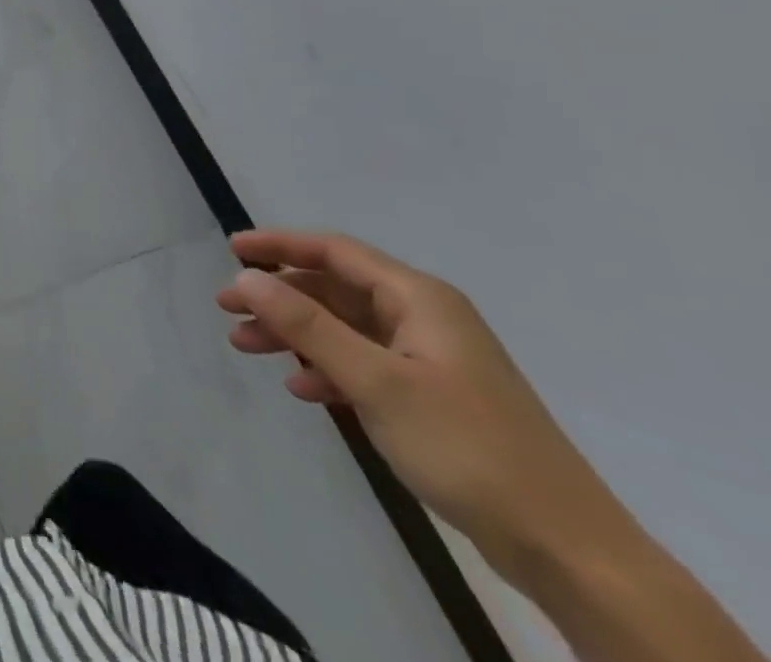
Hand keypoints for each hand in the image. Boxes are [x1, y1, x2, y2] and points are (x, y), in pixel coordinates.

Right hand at [217, 230, 630, 580]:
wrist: (569, 551)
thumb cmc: (467, 448)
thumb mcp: (376, 381)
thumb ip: (306, 324)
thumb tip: (246, 276)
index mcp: (419, 299)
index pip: (334, 251)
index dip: (279, 245)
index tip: (232, 250)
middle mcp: (424, 317)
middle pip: (334, 289)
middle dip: (279, 296)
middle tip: (228, 309)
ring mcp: (431, 359)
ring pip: (345, 328)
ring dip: (295, 334)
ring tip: (247, 348)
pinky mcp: (434, 398)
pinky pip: (365, 364)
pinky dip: (328, 369)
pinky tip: (304, 390)